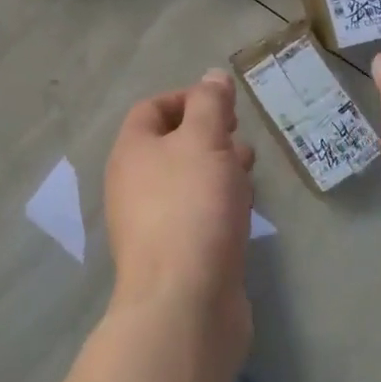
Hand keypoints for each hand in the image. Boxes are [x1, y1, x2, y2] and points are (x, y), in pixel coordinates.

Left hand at [104, 71, 255, 352]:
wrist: (184, 305)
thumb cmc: (191, 206)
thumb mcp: (205, 140)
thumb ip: (210, 104)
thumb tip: (213, 77)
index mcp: (131, 150)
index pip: (153, 108)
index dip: (188, 98)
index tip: (224, 105)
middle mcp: (133, 183)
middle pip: (170, 144)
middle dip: (208, 134)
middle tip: (240, 135)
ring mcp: (151, 223)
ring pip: (186, 180)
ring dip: (217, 168)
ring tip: (249, 168)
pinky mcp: (174, 256)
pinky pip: (195, 214)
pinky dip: (218, 202)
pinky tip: (243, 209)